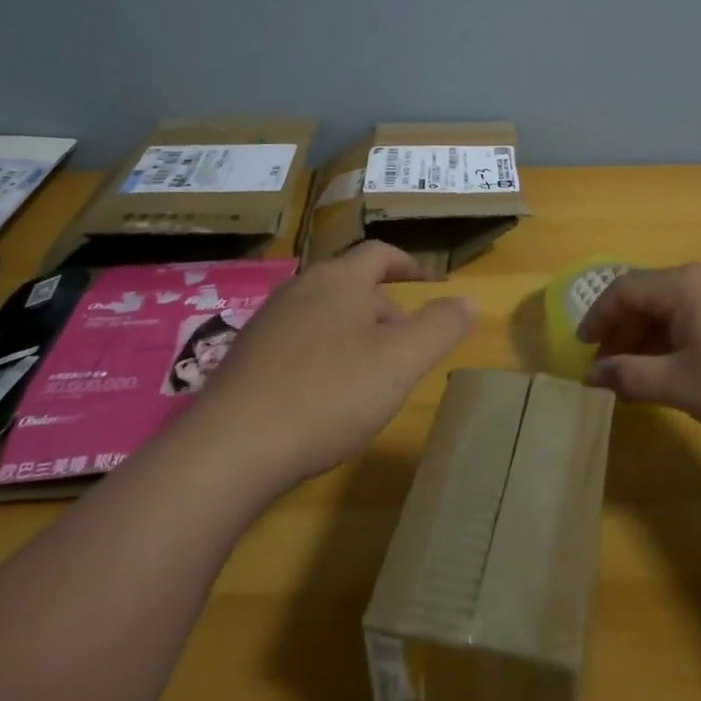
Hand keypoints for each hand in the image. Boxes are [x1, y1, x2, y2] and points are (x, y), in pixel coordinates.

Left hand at [195, 242, 475, 482]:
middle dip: (383, 308)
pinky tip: (322, 394)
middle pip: (351, 284)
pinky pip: (296, 339)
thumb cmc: (328, 395)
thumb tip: (468, 300)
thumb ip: (439, 328)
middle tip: (404, 348)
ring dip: (352, 332)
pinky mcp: (244, 355)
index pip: (379, 253)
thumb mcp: (400, 363)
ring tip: (368, 374)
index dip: (407, 263)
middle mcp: (299, 288)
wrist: (232, 447)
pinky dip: (321, 352)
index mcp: (339, 280)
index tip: (427, 281)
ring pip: (323, 313)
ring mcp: (267, 321)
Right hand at [579, 263, 700, 444]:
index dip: (596, 319)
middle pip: (646, 297)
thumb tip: (591, 376)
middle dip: (621, 333)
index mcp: (683, 285)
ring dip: (648, 340)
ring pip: (671, 309)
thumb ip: (630, 377)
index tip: (582, 352)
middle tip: (607, 370)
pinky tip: (677, 372)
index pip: (622, 290)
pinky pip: (695, 317)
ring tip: (638, 377)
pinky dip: (675, 341)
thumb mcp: (682, 386)